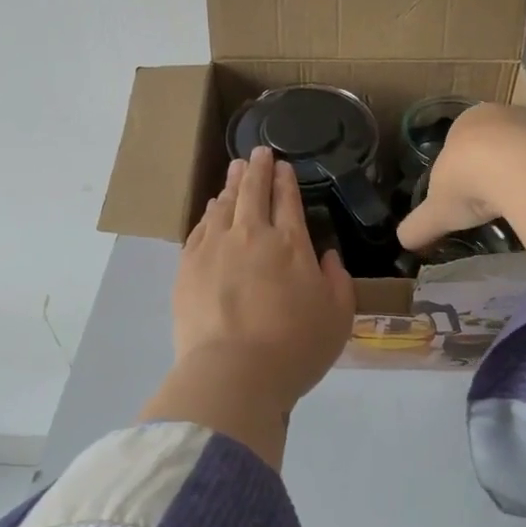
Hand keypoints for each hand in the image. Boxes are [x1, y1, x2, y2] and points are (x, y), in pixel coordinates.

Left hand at [140, 147, 355, 466]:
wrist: (234, 373)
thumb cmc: (295, 348)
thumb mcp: (338, 317)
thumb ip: (337, 280)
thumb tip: (327, 256)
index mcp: (291, 244)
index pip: (287, 200)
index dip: (285, 180)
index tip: (282, 165)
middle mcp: (252, 236)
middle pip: (253, 193)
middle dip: (257, 170)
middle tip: (257, 153)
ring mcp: (215, 249)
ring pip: (224, 205)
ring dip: (232, 185)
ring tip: (235, 170)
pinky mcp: (188, 267)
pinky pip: (200, 228)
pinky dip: (209, 213)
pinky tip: (212, 208)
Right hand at [397, 104, 525, 272]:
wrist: (521, 169)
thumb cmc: (469, 181)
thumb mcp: (437, 209)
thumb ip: (420, 224)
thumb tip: (402, 241)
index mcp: (468, 120)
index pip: (463, 141)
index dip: (463, 167)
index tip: (466, 194)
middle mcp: (506, 113)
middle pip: (501, 141)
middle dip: (498, 167)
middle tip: (495, 202)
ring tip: (523, 205)